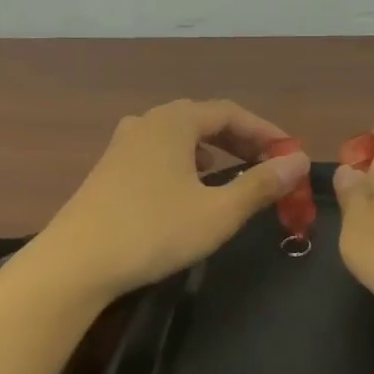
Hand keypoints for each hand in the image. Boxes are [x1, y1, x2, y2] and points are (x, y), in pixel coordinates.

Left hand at [39, 99, 310, 300]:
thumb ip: (260, 184)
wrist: (76, 262)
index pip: (230, 112)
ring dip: (213, 151)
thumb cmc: (153, 231)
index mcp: (173, 121)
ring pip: (179, 137)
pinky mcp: (109, 169)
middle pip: (203, 120)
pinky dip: (185, 163)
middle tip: (268, 165)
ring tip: (234, 173)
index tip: (290, 154)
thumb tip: (297, 162)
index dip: (265, 131)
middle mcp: (146, 122)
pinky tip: (189, 188)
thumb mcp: (217, 212)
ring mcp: (123, 145)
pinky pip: (159, 153)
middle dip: (240, 140)